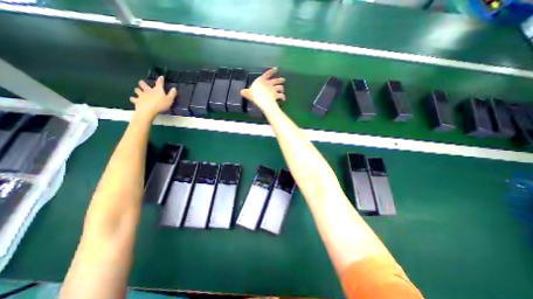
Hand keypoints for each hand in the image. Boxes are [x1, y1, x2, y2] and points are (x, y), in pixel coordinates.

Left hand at [131, 75, 176, 117]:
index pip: (159, 83)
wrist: (149, 110)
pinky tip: (134, 99)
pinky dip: (133, 98)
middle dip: (142, 83)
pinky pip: (133, 98)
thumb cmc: (161, 105)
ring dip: (138, 90)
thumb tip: (174, 88)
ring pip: (137, 90)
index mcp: (157, 90)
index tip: (161, 77)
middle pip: (143, 84)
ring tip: (138, 91)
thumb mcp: (170, 100)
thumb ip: (172, 94)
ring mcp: (141, 95)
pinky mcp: (137, 101)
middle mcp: (148, 91)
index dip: (160, 79)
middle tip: (142, 84)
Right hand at [241, 67, 284, 109]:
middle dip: (279, 80)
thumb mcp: (248, 93)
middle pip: (276, 80)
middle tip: (283, 80)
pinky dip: (283, 97)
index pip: (267, 74)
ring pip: (280, 87)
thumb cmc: (254, 94)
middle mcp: (269, 84)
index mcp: (262, 80)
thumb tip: (242, 92)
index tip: (276, 68)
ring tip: (282, 89)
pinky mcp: (276, 95)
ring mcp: (274, 89)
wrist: (262, 99)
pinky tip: (283, 99)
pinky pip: (281, 96)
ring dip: (281, 88)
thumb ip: (246, 92)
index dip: (272, 71)